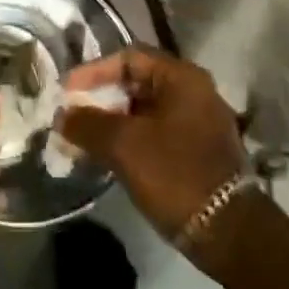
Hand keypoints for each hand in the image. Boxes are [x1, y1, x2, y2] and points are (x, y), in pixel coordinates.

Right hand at [56, 48, 245, 239]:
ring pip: (144, 110)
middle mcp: (193, 91)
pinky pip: (155, 131)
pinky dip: (129, 138)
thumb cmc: (174, 174)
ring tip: (82, 138)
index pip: (129, 58)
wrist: (226, 231)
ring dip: (112, 121)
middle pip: (137, 82)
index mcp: (182, 78)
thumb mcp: (124, 145)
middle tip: (71, 115)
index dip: (93, 72)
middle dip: (100, 98)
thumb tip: (62, 115)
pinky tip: (106, 155)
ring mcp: (197, 121)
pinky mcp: (196, 149)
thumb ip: (88, 124)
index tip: (67, 92)